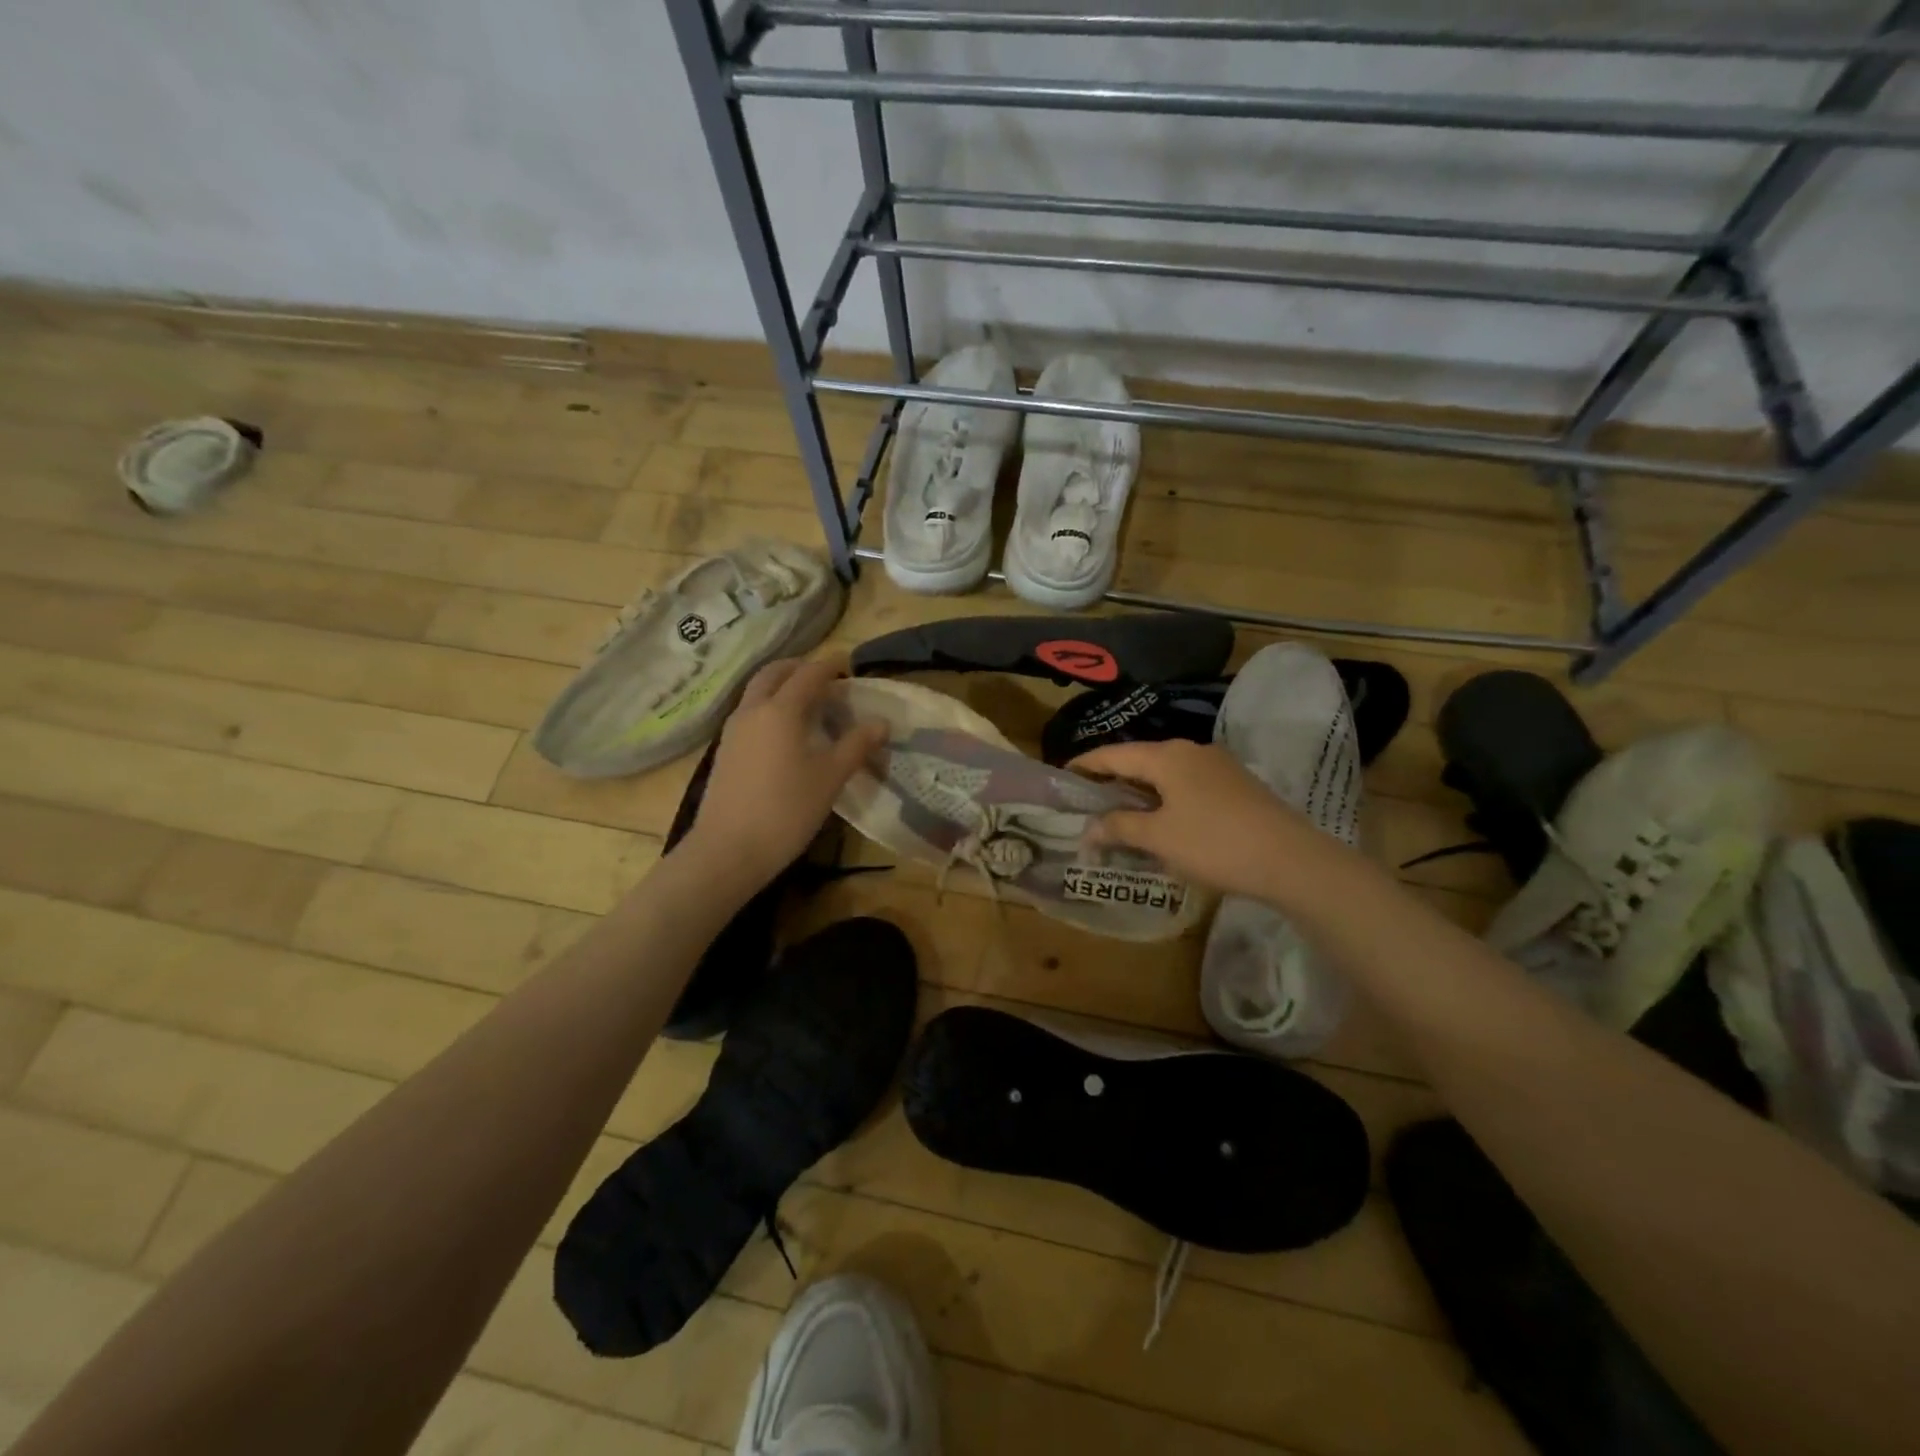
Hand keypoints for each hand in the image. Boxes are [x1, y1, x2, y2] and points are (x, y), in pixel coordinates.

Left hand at [680, 658, 886, 887]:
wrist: (728, 850)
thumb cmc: (786, 810)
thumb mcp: (830, 778)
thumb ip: (856, 745)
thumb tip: (881, 722)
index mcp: (780, 710)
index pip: (808, 674)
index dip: (830, 665)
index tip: (848, 663)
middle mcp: (752, 711)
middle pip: (774, 674)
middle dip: (799, 668)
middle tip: (824, 677)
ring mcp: (733, 731)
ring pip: (757, 693)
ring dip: (781, 687)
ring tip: (807, 703)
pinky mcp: (725, 751)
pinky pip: (749, 714)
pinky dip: (769, 707)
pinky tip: (784, 733)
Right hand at [1072, 739, 1320, 901]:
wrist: (1292, 860)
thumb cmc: (1214, 843)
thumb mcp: (1159, 837)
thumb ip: (1120, 827)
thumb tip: (1089, 829)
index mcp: (1166, 756)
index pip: (1114, 754)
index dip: (1086, 764)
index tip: (1063, 773)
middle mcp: (1191, 750)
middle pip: (1141, 760)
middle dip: (1113, 779)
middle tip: (1089, 799)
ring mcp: (1219, 766)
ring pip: (1167, 773)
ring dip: (1142, 791)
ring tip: (1122, 812)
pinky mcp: (1237, 784)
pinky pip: (1189, 784)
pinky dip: (1167, 797)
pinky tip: (1165, 820)